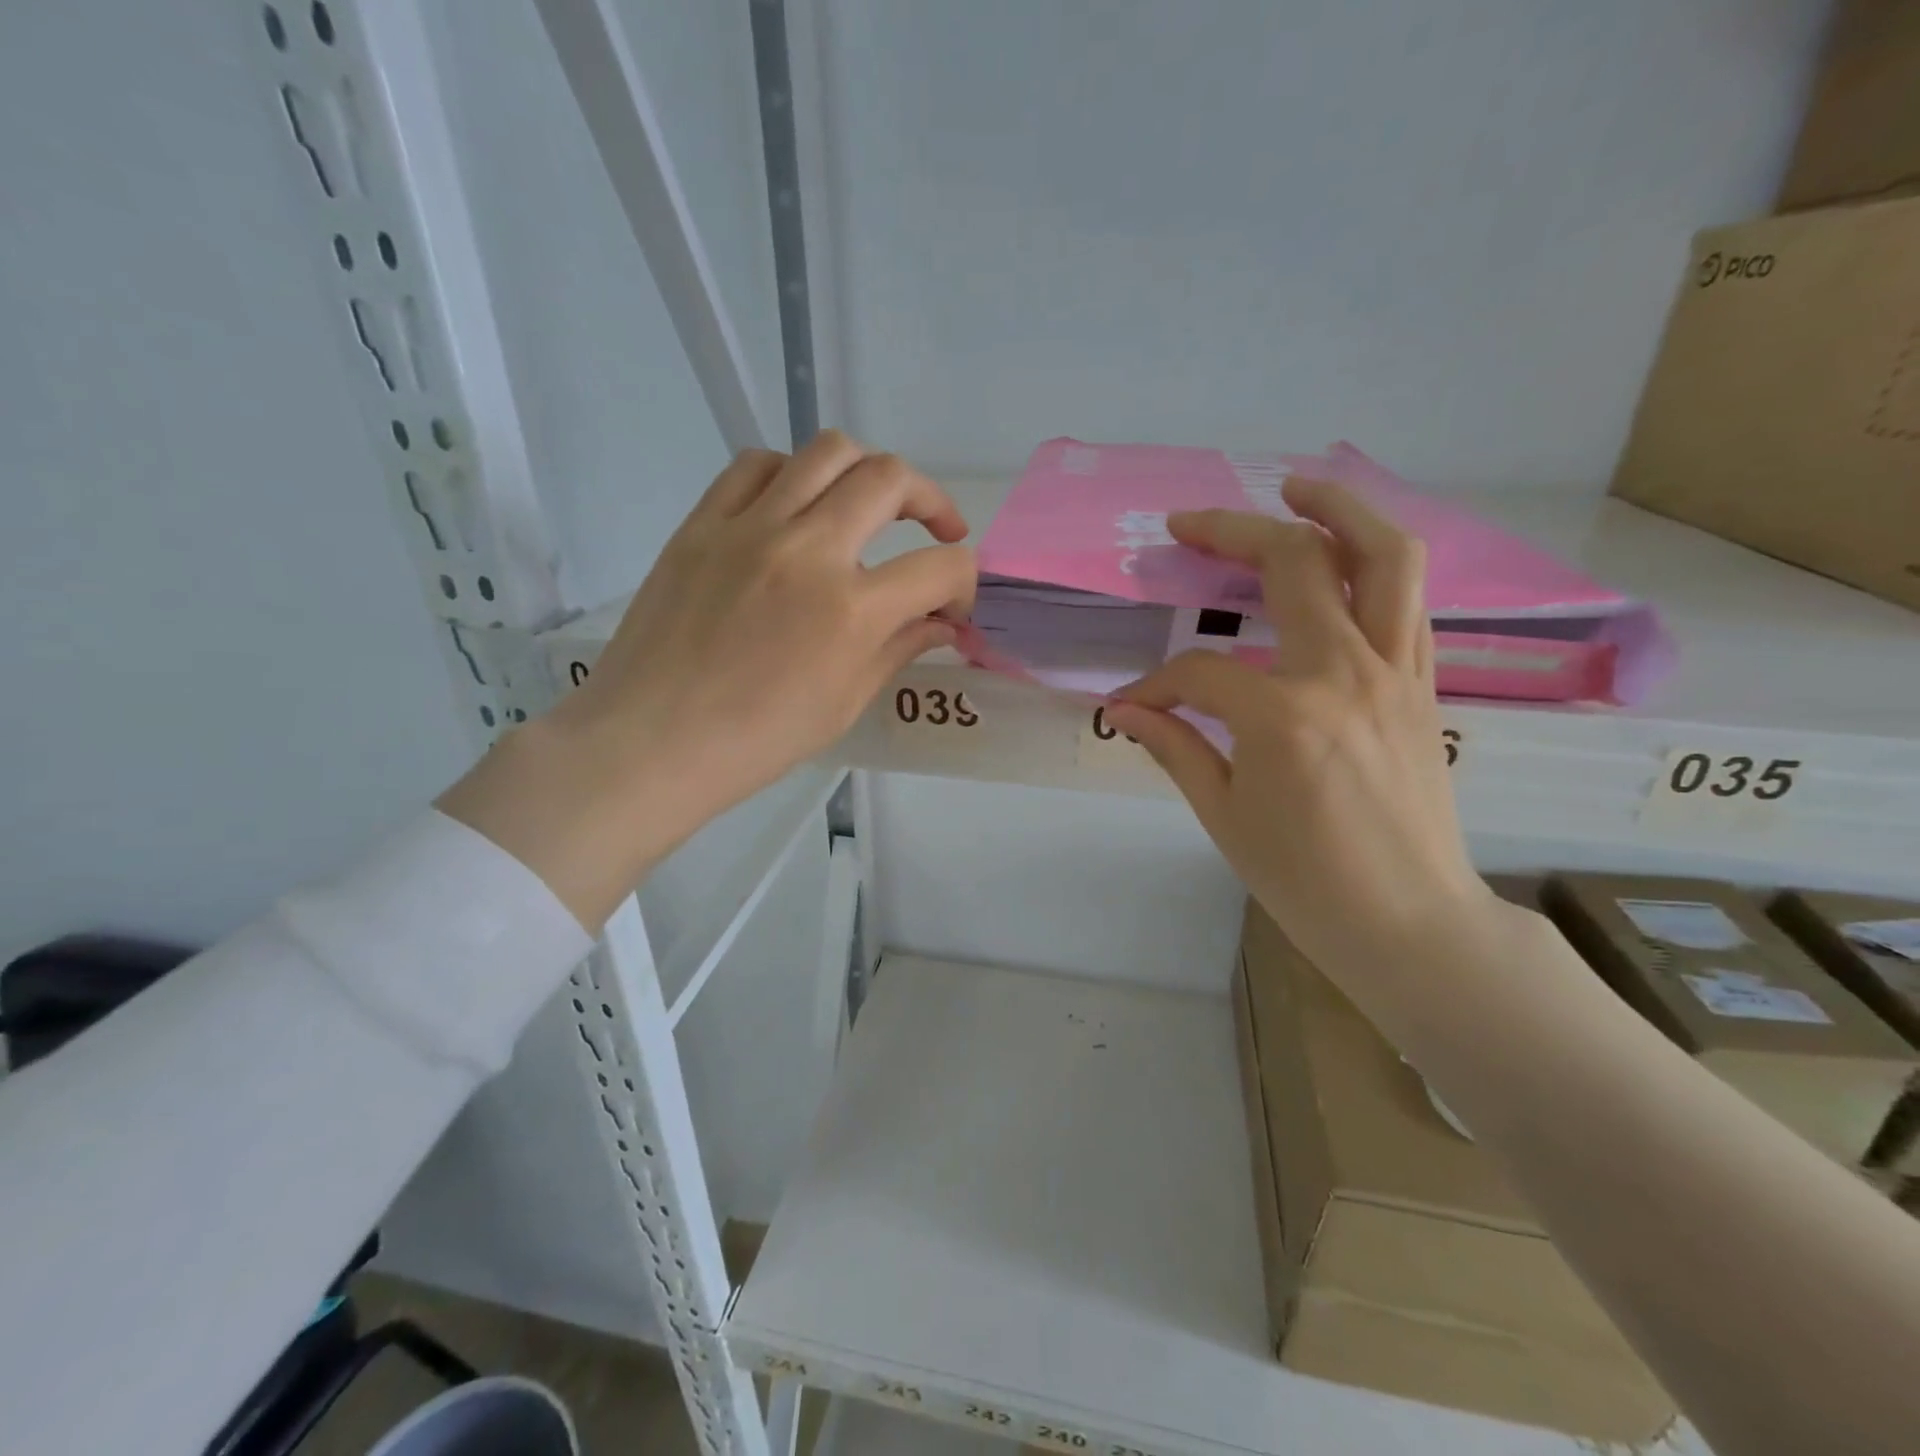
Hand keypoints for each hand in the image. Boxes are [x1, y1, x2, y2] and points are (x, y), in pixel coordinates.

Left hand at [440, 431, 972, 928]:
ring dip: (868, 473)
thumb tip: (943, 623)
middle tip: (935, 533)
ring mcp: (749, 527)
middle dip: (931, 502)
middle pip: (890, 480)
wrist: (652, 741)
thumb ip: (900, 649)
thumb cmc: (756, 740)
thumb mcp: (844, 703)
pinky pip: (757, 465)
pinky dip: (793, 474)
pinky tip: (796, 507)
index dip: (964, 582)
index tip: (955, 603)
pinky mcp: (703, 522)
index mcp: (850, 611)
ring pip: (828, 451)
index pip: (940, 569)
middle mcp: (807, 550)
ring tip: (869, 506)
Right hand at [1104, 480, 1492, 976]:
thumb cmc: (1306, 880)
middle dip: (1232, 532)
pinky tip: (1343, 562)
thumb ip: (1174, 746)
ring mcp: (1397, 673)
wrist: (1411, 923)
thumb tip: (1125, 708)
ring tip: (1298, 486)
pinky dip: (1377, 565)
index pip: (1199, 671)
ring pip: (1385, 557)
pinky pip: (1409, 602)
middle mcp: (1346, 673)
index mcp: (1284, 715)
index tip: (1132, 705)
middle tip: (1189, 522)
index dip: (1156, 683)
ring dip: (1339, 509)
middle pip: (1295, 564)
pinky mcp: (1425, 685)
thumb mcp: (1224, 816)